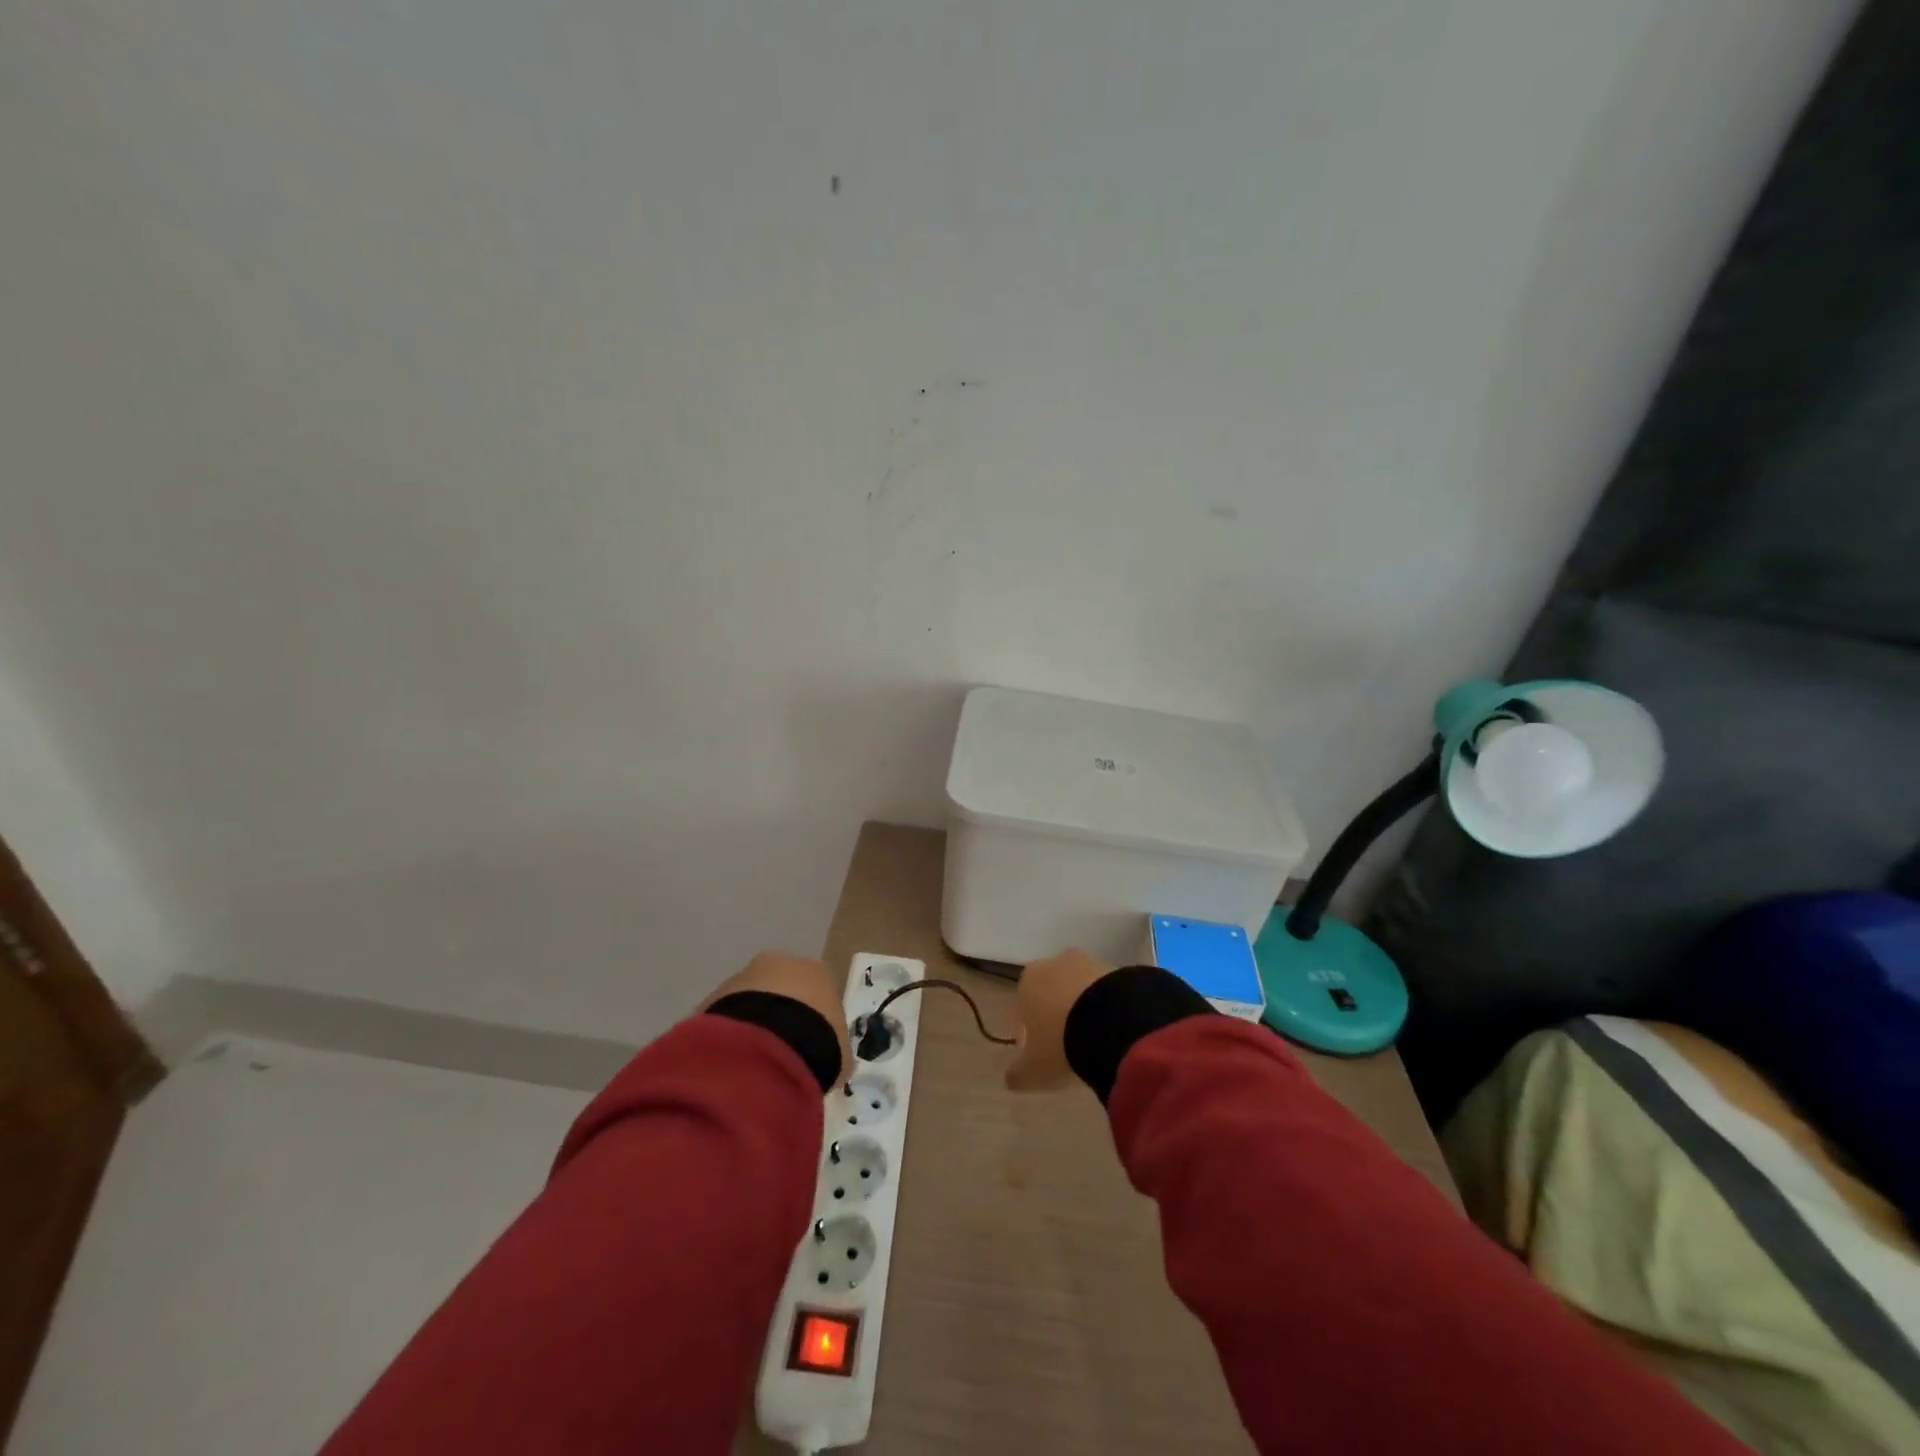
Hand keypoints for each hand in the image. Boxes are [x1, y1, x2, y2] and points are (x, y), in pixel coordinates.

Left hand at [702, 951, 850, 1087]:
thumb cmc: (816, 1043)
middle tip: (779, 1052)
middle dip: (778, 1015)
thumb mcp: (839, 1054)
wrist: (768, 1046)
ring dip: (750, 1025)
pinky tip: (732, 1064)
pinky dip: (728, 1037)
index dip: (813, 1019)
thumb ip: (837, 1052)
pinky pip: (724, 1019)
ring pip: (748, 1001)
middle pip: (780, 988)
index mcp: (817, 972)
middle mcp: (780, 964)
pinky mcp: (714, 996)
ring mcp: (743, 977)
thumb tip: (836, 1061)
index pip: (817, 991)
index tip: (810, 1045)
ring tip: (752, 1063)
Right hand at [1005, 948, 1113, 1091]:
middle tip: (1070, 1047)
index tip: (1041, 1054)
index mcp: (1029, 980)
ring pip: (1081, 990)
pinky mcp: (1117, 969)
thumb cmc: (1061, 1042)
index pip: (1024, 1004)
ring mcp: (1089, 963)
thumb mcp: (1034, 1069)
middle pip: (1053, 993)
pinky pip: (1107, 992)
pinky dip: (1108, 1008)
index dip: (1031, 1031)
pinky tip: (1114, 1032)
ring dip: (1085, 1011)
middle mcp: (1056, 964)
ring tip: (1096, 1043)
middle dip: (1059, 1016)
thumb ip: (1019, 1073)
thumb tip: (1010, 1079)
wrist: (1111, 1022)